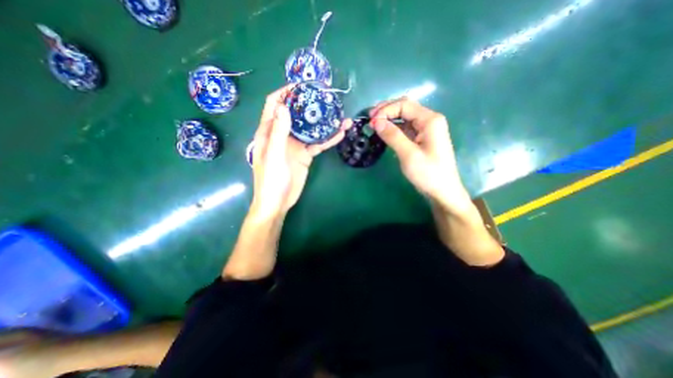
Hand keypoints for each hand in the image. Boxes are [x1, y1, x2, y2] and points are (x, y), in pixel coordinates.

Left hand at [252, 85, 352, 218]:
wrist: (278, 202)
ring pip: (311, 129)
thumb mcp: (274, 155)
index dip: (285, 92)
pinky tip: (341, 134)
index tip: (301, 85)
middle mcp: (283, 134)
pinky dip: (328, 139)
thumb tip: (285, 107)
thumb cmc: (271, 180)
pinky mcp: (305, 155)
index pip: (274, 104)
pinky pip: (318, 144)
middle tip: (326, 97)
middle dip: (309, 104)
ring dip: (324, 123)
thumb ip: (279, 132)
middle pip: (296, 114)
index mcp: (269, 131)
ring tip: (341, 116)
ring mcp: (296, 145)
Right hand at [368, 98, 471, 215]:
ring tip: (373, 124)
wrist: (442, 191)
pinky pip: (406, 128)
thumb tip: (376, 122)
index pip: (404, 105)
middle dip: (386, 111)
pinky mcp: (421, 139)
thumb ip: (393, 136)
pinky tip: (384, 132)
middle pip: (405, 108)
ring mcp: (426, 130)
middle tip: (370, 119)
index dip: (386, 110)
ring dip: (389, 119)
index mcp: (430, 120)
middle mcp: (429, 120)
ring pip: (404, 118)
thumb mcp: (409, 155)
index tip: (371, 121)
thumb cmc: (428, 174)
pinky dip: (394, 128)